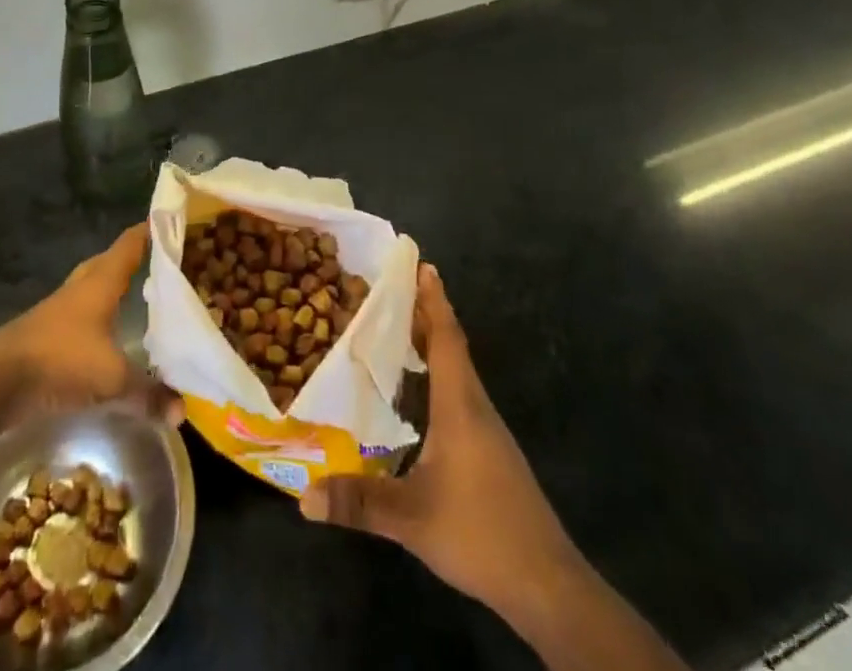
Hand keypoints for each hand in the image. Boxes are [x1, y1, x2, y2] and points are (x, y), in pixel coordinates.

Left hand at [0, 224, 180, 423]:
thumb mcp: (111, 378)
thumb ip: (148, 393)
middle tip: (160, 262)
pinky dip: (97, 318)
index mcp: (101, 282)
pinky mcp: (46, 334)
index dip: (151, 231)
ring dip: (112, 289)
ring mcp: (59, 310)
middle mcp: (80, 288)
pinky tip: (107, 336)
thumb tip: (182, 412)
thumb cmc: (60, 360)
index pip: (130, 244)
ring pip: (92, 288)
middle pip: (109, 262)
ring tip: (138, 297)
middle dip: (132, 259)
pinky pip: (80, 316)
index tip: (173, 220)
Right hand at [299, 263, 576, 612]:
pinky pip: (459, 396)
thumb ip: (359, 502)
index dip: (433, 300)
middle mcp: (476, 408)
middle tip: (391, 291)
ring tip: (396, 332)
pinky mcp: (490, 453)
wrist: (548, 586)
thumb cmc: (482, 533)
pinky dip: (436, 377)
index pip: (446, 338)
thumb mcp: (412, 518)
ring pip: (456, 372)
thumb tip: (302, 496)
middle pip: (450, 347)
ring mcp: (487, 432)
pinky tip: (417, 395)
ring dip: (430, 346)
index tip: (421, 265)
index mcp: (460, 406)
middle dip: (424, 315)